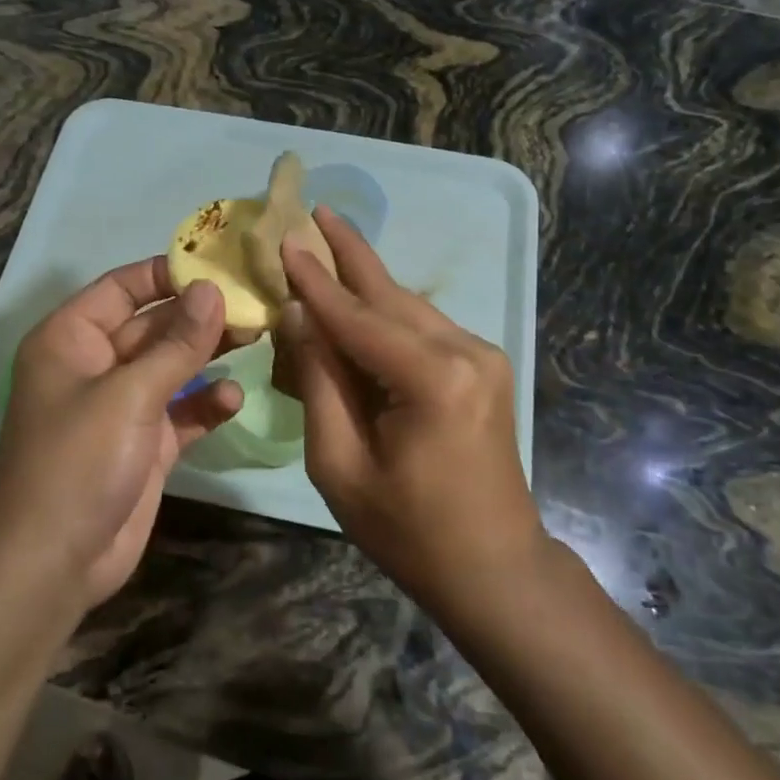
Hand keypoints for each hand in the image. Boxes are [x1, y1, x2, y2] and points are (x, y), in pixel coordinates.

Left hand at [0, 258, 242, 609]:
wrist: (53, 564)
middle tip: (254, 302)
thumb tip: (212, 288)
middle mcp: (96, 365)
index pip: (122, 287)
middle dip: (199, 315)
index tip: (219, 265)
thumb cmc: (78, 461)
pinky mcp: (145, 444)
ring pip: (172, 366)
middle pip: (154, 325)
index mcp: (72, 339)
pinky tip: (233, 398)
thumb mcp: (130, 394)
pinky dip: (205, 403)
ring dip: (209, 353)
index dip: (167, 273)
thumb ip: (177, 342)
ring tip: (256, 337)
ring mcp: (122, 406)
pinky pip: (181, 411)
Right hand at [277, 208, 545, 617]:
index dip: (315, 279)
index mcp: (433, 380)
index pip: (357, 316)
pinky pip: (422, 328)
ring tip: (328, 242)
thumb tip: (300, 317)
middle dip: (350, 252)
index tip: (285, 238)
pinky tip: (355, 303)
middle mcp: (466, 352)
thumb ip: (319, 382)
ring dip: (365, 280)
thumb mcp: (340, 465)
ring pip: (408, 306)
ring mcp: (482, 356)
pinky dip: (384, 314)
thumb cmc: (409, 531)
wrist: (495, 569)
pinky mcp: (483, 366)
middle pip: (390, 294)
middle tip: (317, 210)